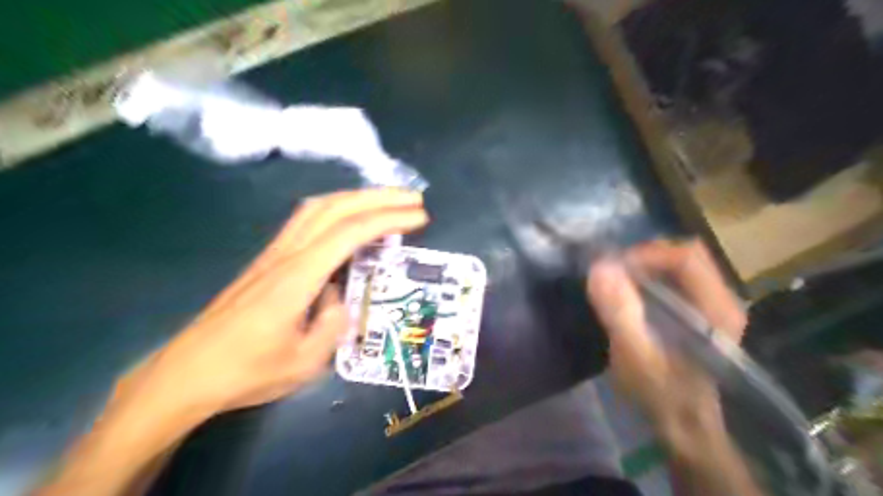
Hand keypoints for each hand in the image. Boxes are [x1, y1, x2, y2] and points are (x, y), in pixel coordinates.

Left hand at [121, 188, 428, 420]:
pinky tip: (349, 219)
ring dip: (356, 197)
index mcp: (297, 277)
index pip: (349, 233)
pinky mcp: (268, 259)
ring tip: (387, 201)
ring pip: (318, 207)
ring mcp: (274, 253)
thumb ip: (333, 324)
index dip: (388, 219)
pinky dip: (336, 209)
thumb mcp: (304, 362)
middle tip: (413, 198)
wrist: (187, 373)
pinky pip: (306, 220)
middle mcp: (286, 255)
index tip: (420, 217)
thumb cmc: (246, 372)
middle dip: (378, 197)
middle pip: (335, 207)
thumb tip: (342, 297)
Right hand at [585, 240, 758, 495]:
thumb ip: (619, 312)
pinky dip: (651, 276)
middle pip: (686, 254)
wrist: (685, 424)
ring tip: (619, 281)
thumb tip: (599, 267)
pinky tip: (632, 294)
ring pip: (681, 263)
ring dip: (647, 265)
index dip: (646, 255)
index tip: (613, 269)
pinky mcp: (701, 311)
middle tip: (614, 272)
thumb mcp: (635, 357)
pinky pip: (676, 278)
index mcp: (715, 308)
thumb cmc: (661, 393)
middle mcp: (722, 299)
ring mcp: (713, 304)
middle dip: (645, 256)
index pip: (686, 257)